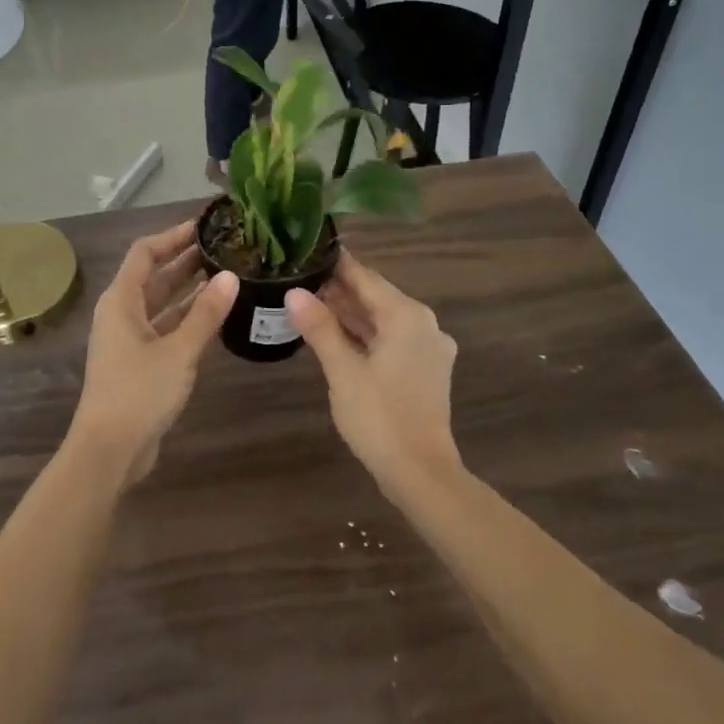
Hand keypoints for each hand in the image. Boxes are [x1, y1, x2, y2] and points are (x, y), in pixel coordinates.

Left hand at [69, 221, 237, 484]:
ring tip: (226, 272)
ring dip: (189, 288)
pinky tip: (216, 312)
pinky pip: (166, 326)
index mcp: (121, 301)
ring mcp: (130, 339)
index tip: (204, 225)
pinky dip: (187, 317)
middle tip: (224, 246)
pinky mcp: (140, 361)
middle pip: (153, 275)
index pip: (145, 252)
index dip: (172, 236)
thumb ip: (206, 314)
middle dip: (185, 259)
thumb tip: (230, 276)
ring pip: (161, 302)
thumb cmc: (139, 392)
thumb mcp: (178, 351)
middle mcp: (122, 313)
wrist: (109, 450)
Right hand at [286, 252, 461, 492]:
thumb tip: (294, 292)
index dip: (337, 264)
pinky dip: (366, 335)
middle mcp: (423, 324)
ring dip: (352, 313)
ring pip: (384, 319)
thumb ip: (320, 328)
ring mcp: (429, 347)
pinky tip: (338, 336)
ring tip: (311, 303)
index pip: (366, 277)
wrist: (421, 473)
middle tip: (301, 278)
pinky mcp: (427, 369)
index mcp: (406, 316)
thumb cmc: (379, 418)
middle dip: (340, 290)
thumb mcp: (343, 371)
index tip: (309, 250)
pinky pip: (392, 339)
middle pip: (376, 296)